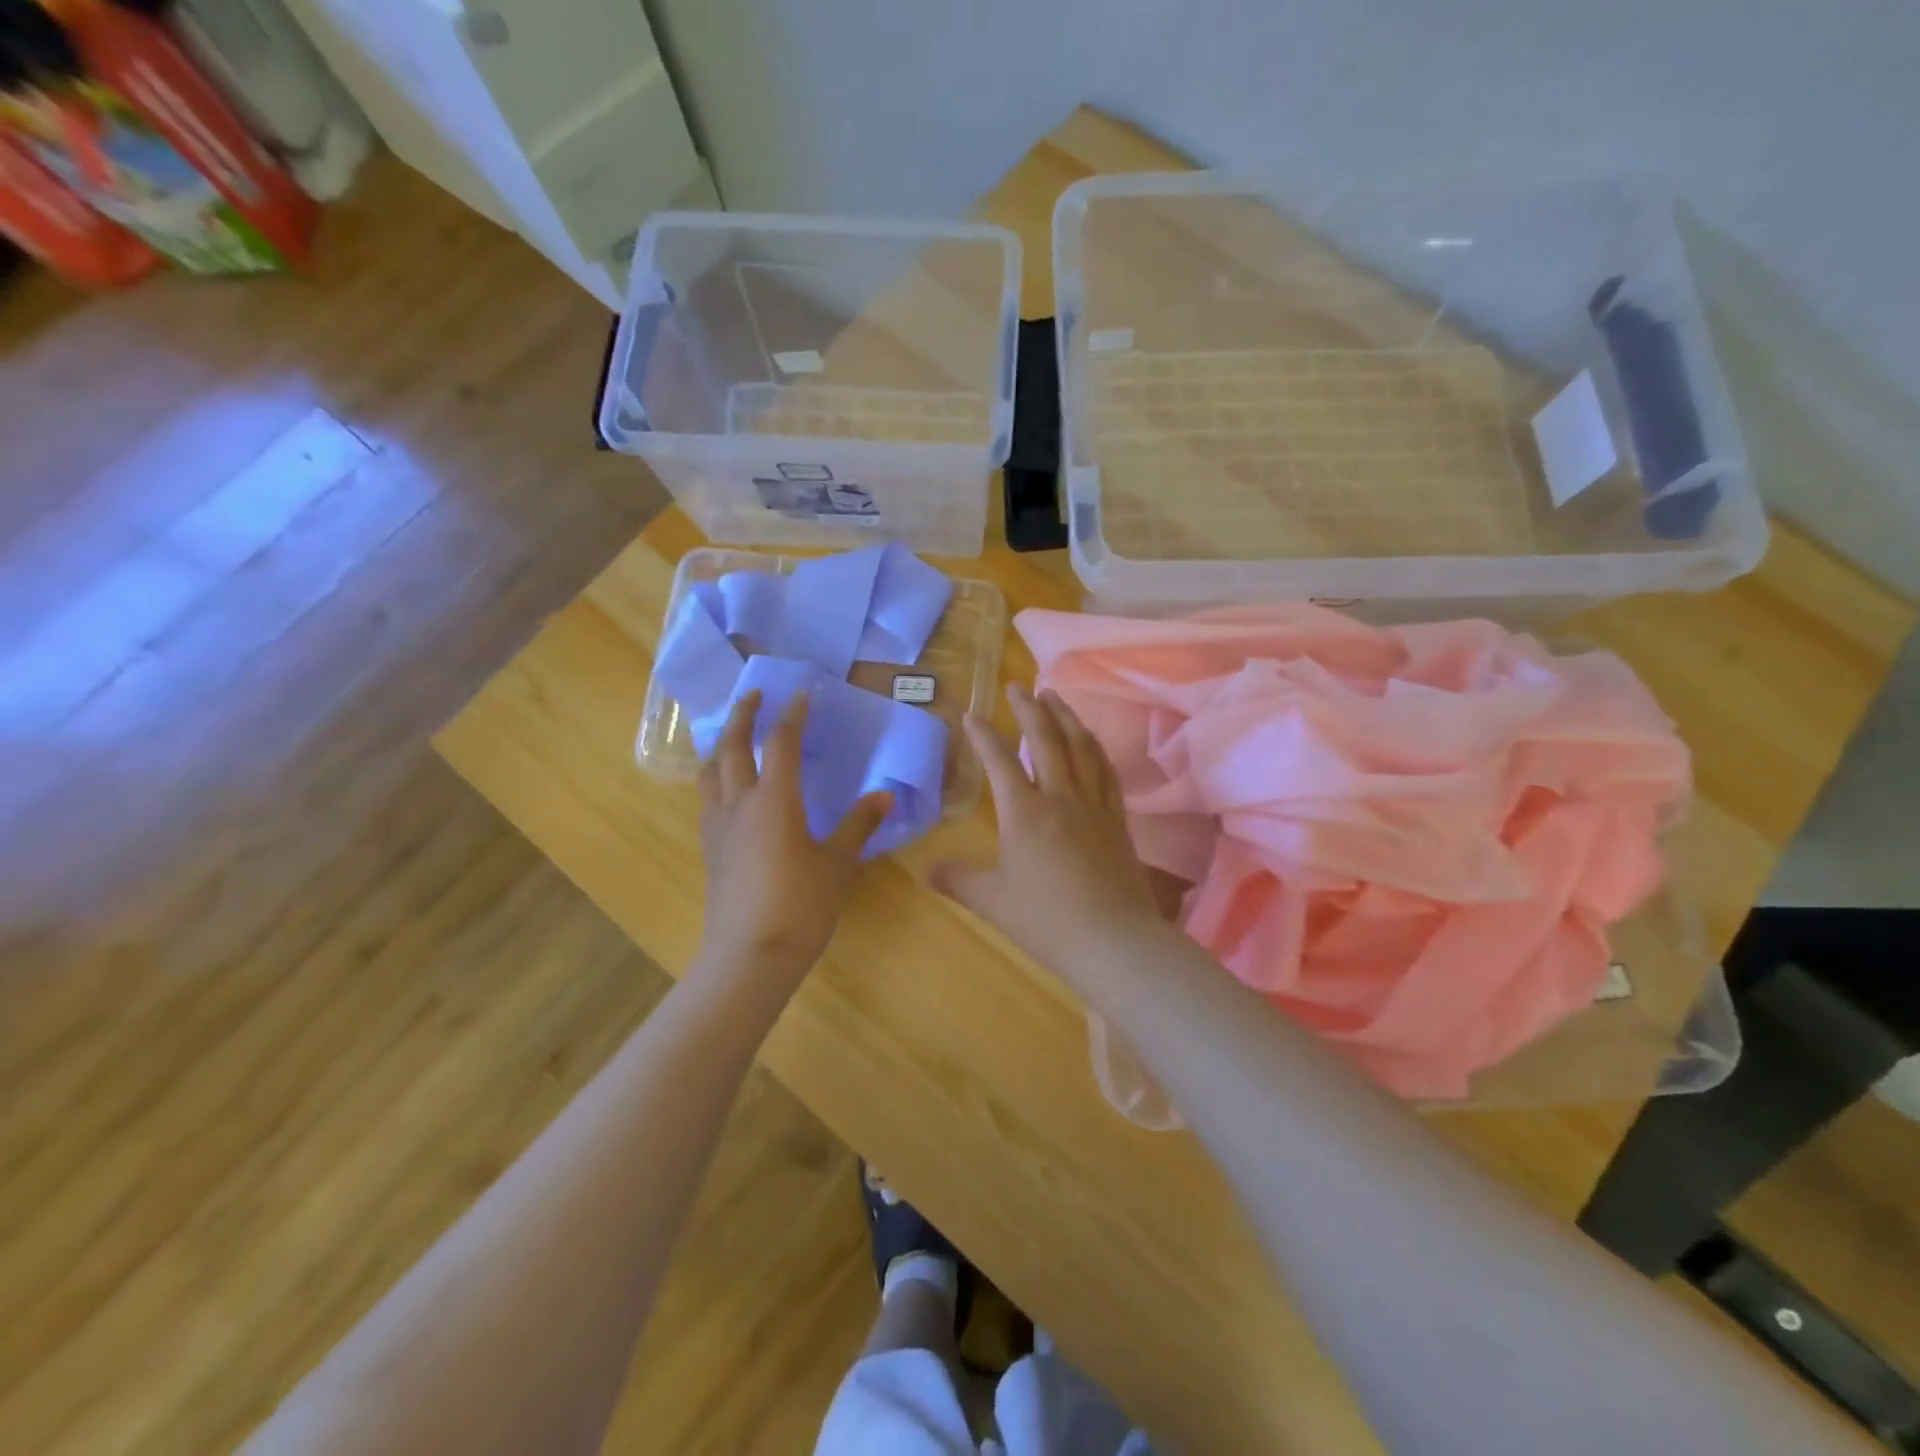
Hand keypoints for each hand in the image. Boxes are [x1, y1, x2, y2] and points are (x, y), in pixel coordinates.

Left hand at [696, 691, 891, 985]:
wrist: (750, 956)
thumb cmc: (801, 906)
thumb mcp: (838, 865)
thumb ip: (859, 826)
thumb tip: (885, 796)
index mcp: (774, 800)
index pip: (782, 742)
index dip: (793, 714)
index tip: (803, 693)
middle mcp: (740, 803)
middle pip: (733, 746)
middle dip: (743, 715)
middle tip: (755, 696)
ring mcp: (718, 826)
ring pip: (710, 771)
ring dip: (722, 744)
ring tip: (734, 736)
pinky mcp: (709, 849)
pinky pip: (708, 798)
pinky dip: (717, 778)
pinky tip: (729, 790)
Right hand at [932, 683, 1163, 976]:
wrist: (1114, 941)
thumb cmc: (1046, 921)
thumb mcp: (991, 902)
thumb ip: (957, 880)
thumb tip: (926, 869)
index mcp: (1025, 813)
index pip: (999, 761)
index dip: (983, 735)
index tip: (971, 714)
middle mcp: (1061, 798)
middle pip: (1046, 740)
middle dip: (1030, 709)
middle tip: (1019, 687)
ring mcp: (1094, 806)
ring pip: (1081, 748)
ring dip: (1066, 718)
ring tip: (1056, 697)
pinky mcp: (1117, 821)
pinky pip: (1106, 772)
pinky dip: (1095, 749)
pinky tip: (1091, 743)